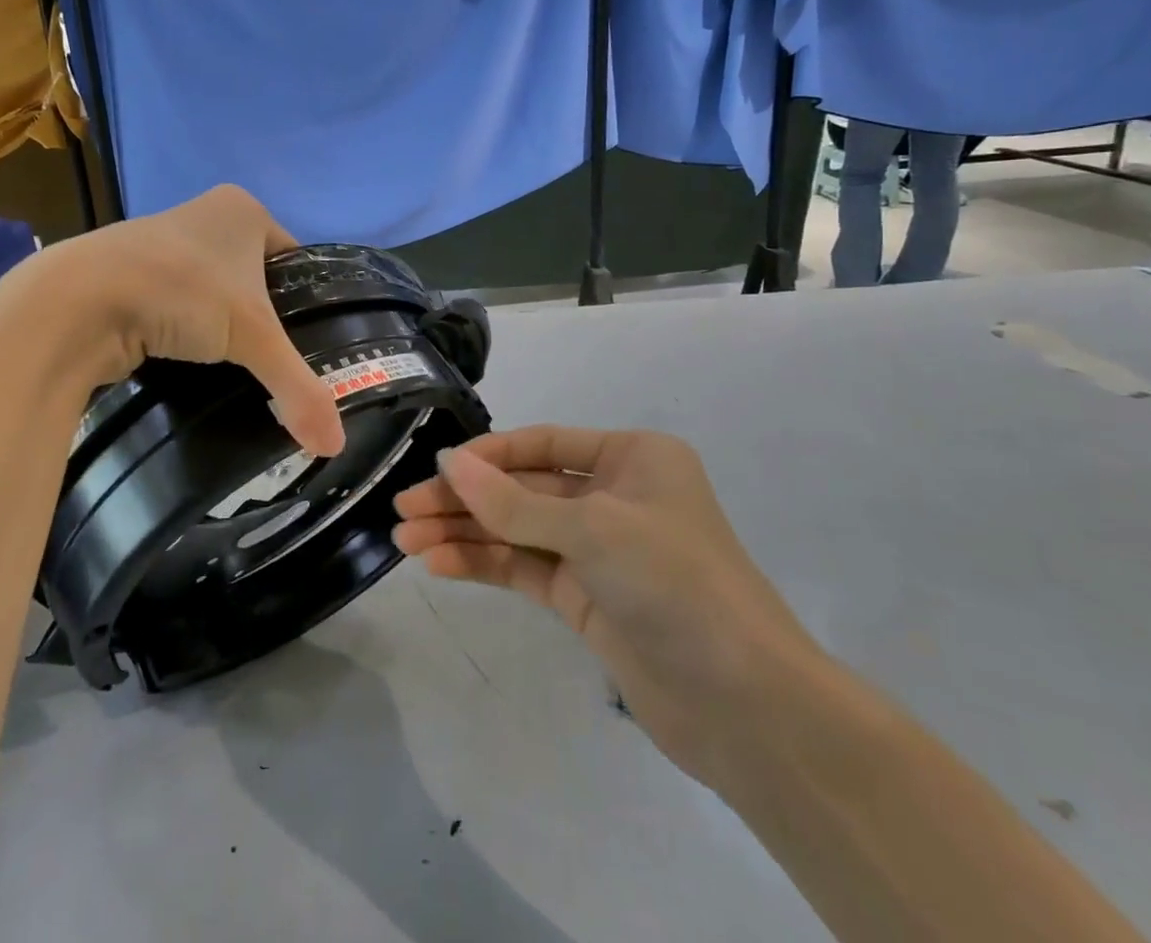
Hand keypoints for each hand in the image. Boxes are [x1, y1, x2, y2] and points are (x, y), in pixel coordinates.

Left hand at [14, 185, 345, 457]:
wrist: (76, 302)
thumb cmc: (180, 291)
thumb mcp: (252, 336)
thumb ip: (298, 388)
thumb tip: (335, 446)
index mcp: (242, 209)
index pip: (294, 258)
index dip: (305, 300)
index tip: (310, 343)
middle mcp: (203, 215)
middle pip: (254, 276)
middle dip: (262, 318)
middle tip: (273, 363)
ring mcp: (162, 243)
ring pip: (214, 292)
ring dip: (221, 326)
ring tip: (236, 368)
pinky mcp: (129, 275)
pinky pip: (177, 304)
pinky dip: (186, 331)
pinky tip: (192, 362)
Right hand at [392, 427, 819, 786]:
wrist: (746, 707)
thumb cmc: (676, 584)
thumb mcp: (592, 529)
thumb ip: (513, 500)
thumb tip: (449, 462)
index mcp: (631, 458)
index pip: (543, 443)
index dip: (486, 456)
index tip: (435, 470)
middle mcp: (614, 495)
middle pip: (523, 487)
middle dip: (465, 499)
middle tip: (404, 510)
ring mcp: (599, 549)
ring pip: (518, 529)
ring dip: (465, 533)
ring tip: (405, 541)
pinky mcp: (587, 598)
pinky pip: (525, 568)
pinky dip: (484, 564)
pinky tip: (439, 564)